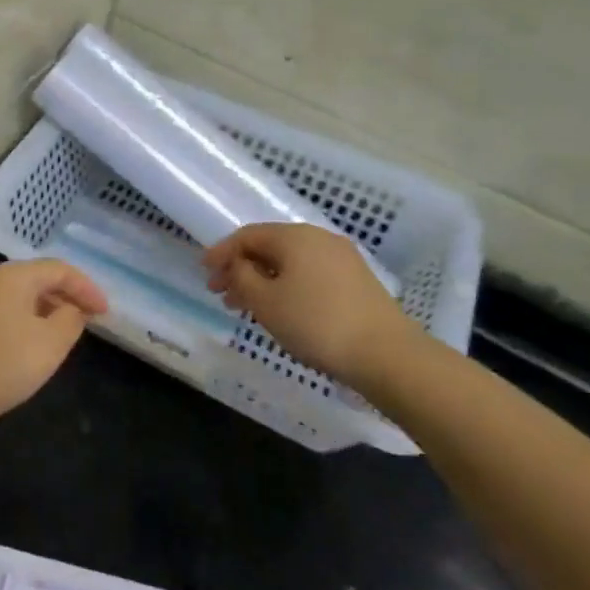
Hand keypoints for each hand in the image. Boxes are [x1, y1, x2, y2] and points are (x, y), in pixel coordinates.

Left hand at [0, 260, 107, 429]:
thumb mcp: (49, 344)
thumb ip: (70, 321)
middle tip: (87, 322)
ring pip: (18, 297)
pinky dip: (24, 323)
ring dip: (45, 311)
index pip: (59, 269)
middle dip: (66, 297)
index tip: (106, 313)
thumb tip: (72, 309)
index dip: (87, 288)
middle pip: (37, 278)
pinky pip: (3, 313)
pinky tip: (28, 349)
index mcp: (14, 275)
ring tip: (62, 336)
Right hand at [203, 224, 418, 385]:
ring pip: (290, 263)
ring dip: (262, 280)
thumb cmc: (315, 323)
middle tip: (220, 293)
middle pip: (269, 247)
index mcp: (294, 236)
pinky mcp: (356, 281)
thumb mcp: (265, 301)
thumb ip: (241, 277)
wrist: (386, 354)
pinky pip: (309, 274)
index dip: (221, 252)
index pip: (247, 235)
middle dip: (241, 268)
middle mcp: (319, 238)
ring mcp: (341, 259)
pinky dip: (286, 286)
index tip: (204, 272)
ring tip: (244, 307)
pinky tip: (279, 310)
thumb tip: (237, 265)